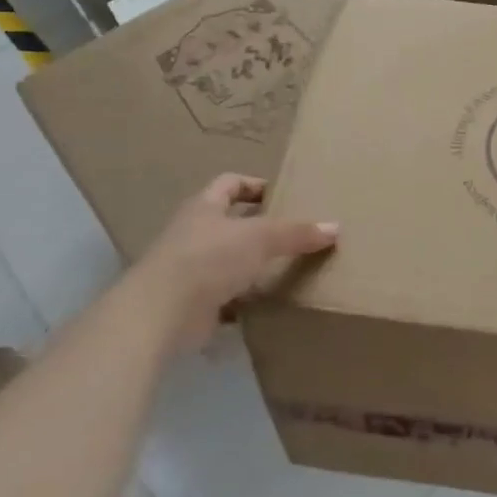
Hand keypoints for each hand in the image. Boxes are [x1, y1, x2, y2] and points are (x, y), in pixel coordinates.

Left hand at [131, 174, 337, 350]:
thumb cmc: (209, 258)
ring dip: (252, 265)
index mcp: (204, 207)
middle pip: (229, 222)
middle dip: (258, 227)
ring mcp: (190, 269)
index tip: (283, 195)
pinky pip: (225, 297)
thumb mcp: (260, 237)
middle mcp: (193, 233)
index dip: (255, 185)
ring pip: (227, 260)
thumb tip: (335, 228)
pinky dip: (244, 300)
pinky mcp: (192, 303)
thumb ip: (296, 233)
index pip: (230, 183)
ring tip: (287, 269)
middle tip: (294, 234)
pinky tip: (267, 304)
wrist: (162, 312)